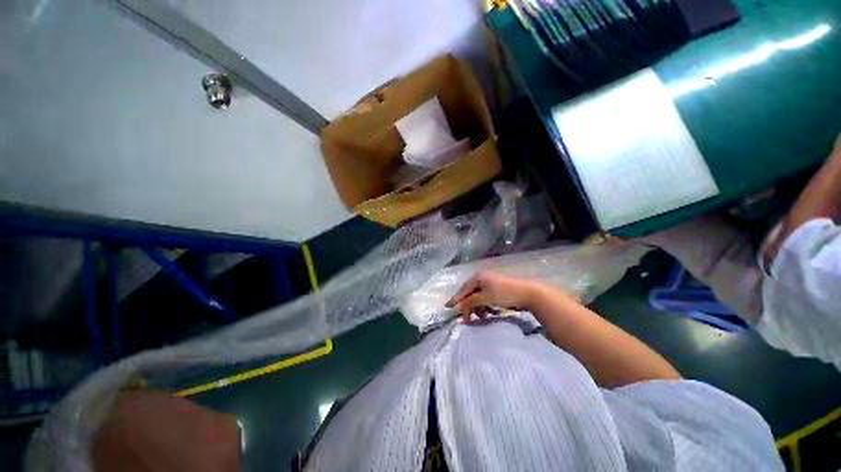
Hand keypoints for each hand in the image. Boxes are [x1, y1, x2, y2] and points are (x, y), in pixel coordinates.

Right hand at [445, 272, 545, 322]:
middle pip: (470, 294)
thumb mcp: (484, 298)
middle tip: (466, 319)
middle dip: (468, 307)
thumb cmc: (503, 294)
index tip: (448, 308)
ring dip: (478, 309)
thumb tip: (459, 307)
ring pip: (479, 298)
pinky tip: (490, 314)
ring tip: (482, 318)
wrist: (528, 294)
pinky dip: (486, 307)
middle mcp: (482, 279)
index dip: (456, 299)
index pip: (463, 289)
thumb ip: (470, 302)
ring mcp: (490, 284)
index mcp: (478, 277)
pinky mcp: (497, 291)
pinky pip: (486, 300)